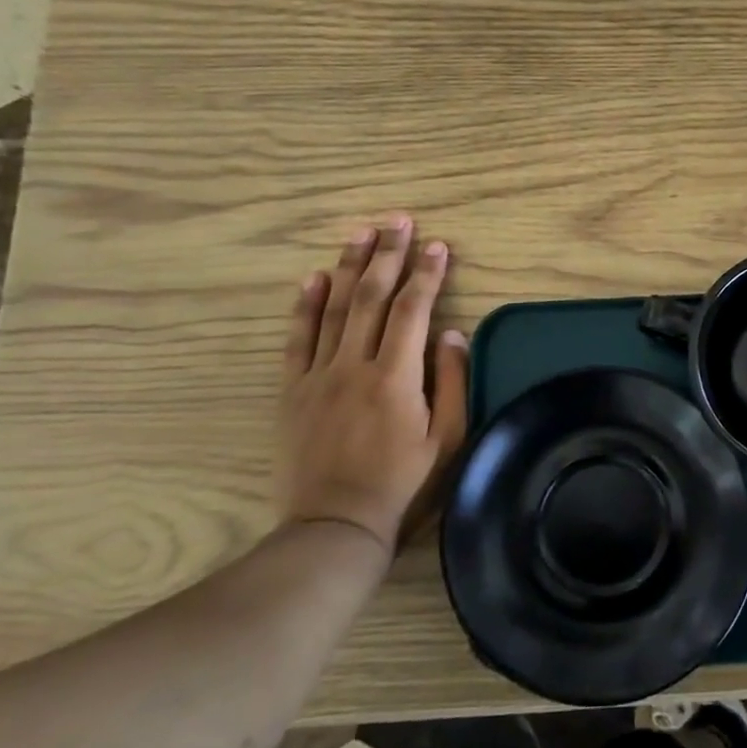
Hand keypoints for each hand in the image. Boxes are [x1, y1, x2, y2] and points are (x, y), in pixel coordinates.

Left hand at [278, 216, 468, 560]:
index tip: (438, 245)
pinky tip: (314, 278)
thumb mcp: (447, 438)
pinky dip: (305, 306)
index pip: (412, 310)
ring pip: (334, 309)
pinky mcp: (293, 391)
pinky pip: (297, 339)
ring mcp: (318, 376)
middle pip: (371, 297)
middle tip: (398, 222)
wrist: (335, 525)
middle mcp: (354, 365)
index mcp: (395, 376)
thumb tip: (452, 333)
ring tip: (361, 233)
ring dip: (349, 266)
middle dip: (388, 255)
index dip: (427, 274)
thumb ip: (452, 382)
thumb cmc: (403, 483)